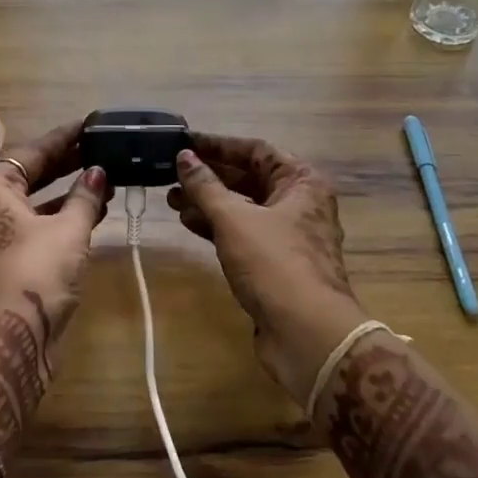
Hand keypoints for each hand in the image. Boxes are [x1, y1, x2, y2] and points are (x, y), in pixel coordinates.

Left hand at [0, 122, 109, 454]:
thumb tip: (97, 173)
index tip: (90, 125)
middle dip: (67, 163)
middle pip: (32, 175)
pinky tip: (96, 213)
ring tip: (106, 178)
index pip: (31, 152)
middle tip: (101, 148)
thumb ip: (85, 197)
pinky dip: (67, 218)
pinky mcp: (16, 262)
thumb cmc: (36, 272)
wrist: (11, 337)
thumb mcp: (68, 229)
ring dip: (70, 192)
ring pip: (39, 203)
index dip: (62, 137)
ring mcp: (2, 237)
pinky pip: (43, 227)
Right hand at [169, 135, 368, 404]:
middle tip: (171, 172)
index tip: (184, 143)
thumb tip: (184, 157)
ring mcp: (288, 235)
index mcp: (301, 182)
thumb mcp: (234, 218)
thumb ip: (206, 186)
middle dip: (209, 176)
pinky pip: (242, 233)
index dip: (218, 145)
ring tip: (171, 198)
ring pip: (243, 208)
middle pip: (249, 178)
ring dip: (208, 202)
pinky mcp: (275, 264)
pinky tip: (188, 223)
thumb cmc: (274, 263)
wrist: (307, 333)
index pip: (255, 150)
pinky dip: (216, 227)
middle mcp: (299, 203)